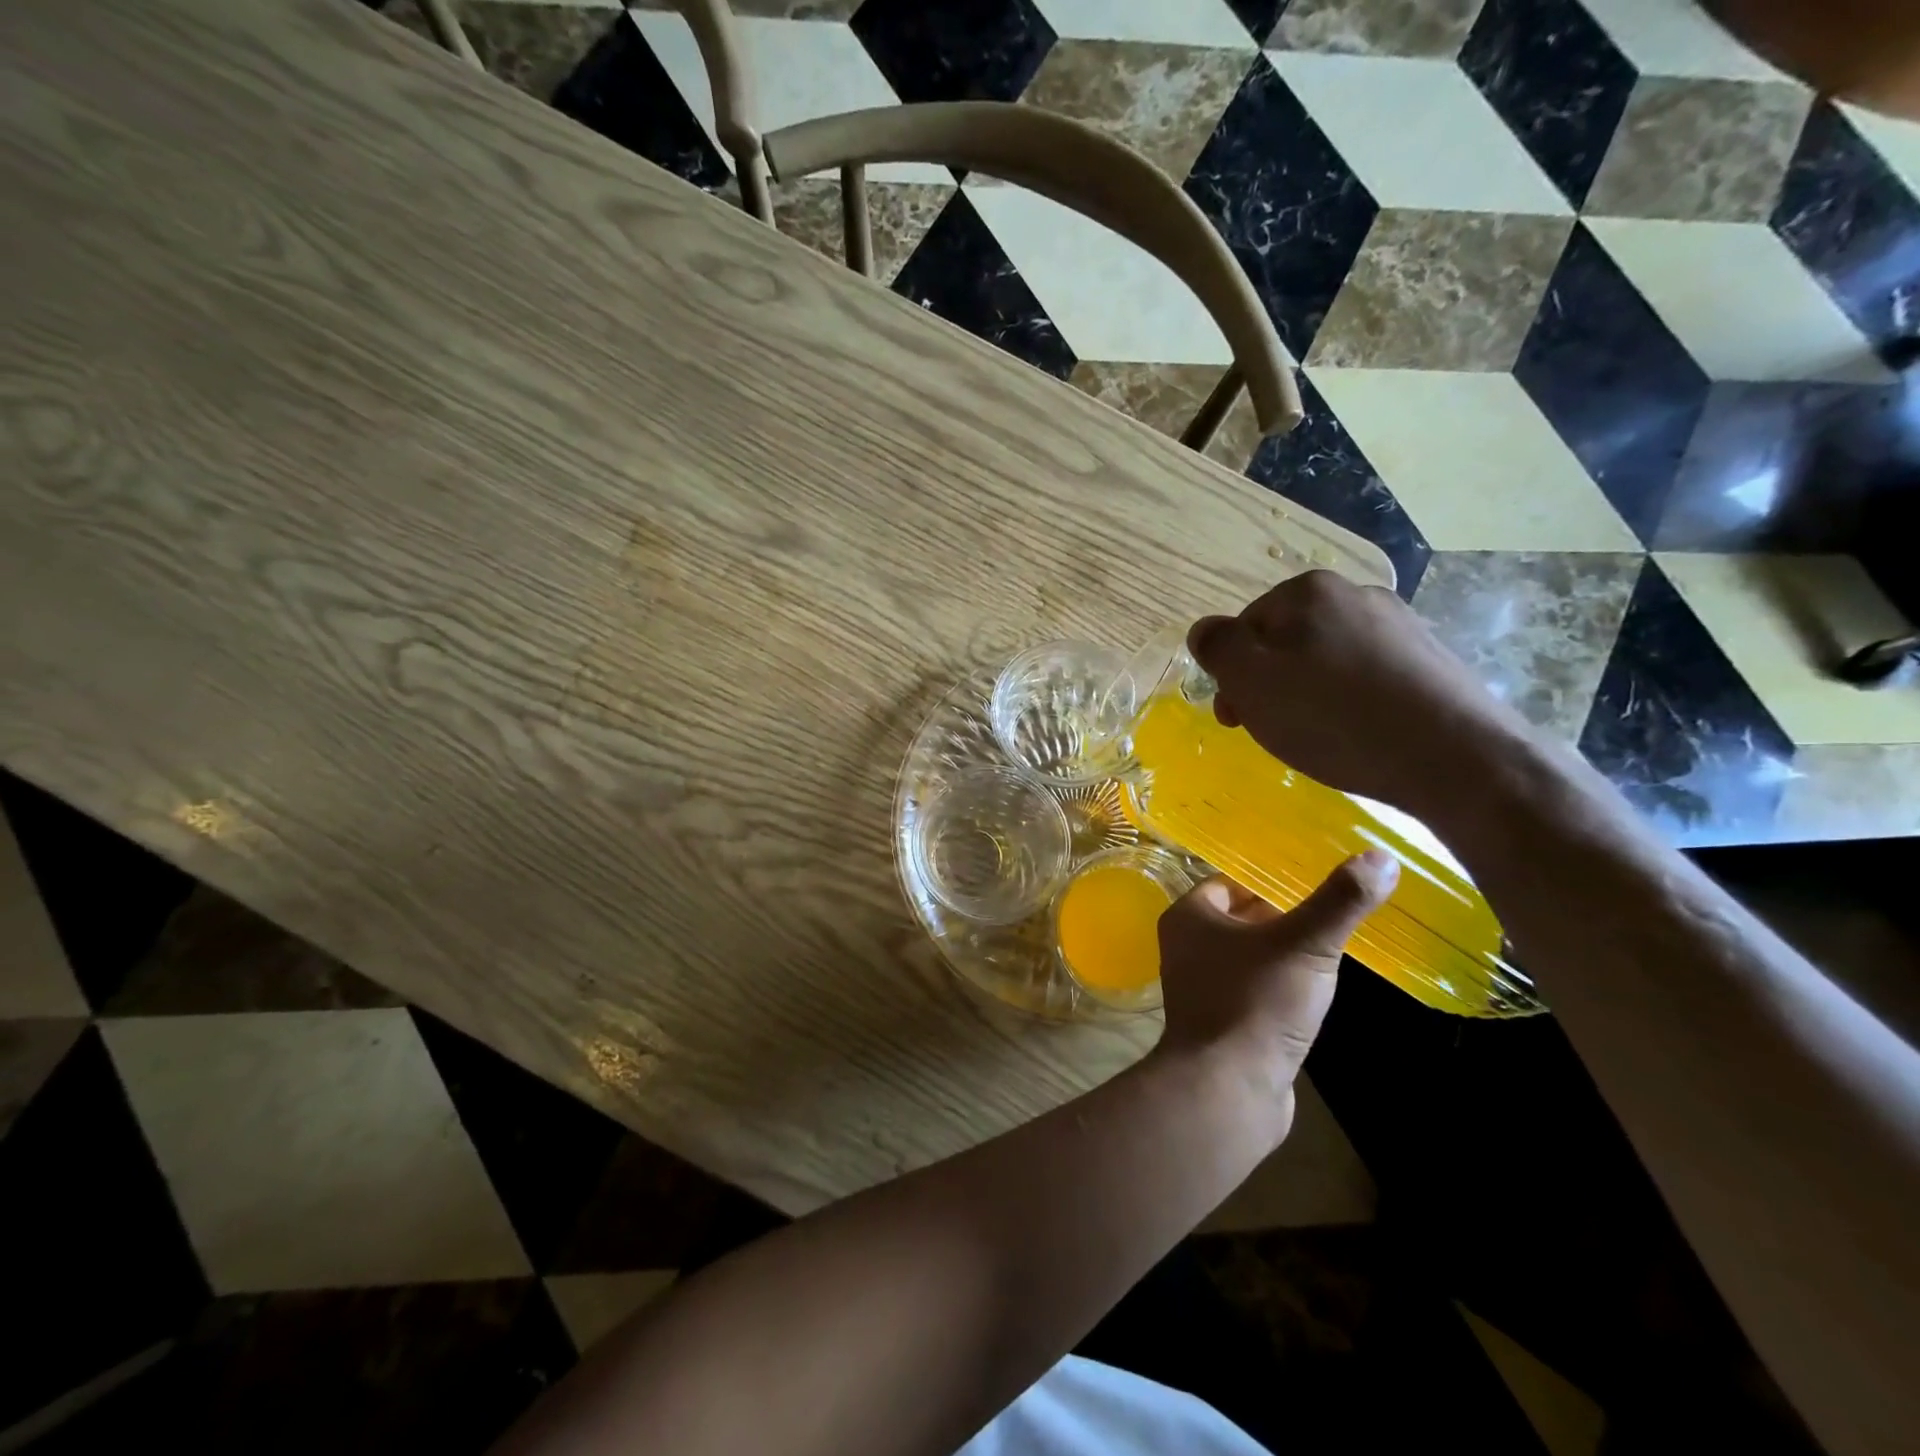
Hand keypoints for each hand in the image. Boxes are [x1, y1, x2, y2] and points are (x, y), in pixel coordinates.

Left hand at [1155, 852, 1398, 1115]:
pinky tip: (1315, 991)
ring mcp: (1202, 986)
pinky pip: (1255, 988)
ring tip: (1334, 945)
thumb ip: (1340, 901)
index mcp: (1189, 916)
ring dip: (1286, 952)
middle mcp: (1187, 946)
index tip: (1317, 878)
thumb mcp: (1304, 945)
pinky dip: (1281, 985)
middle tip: (1334, 909)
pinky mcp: (1222, 1021)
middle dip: (1285, 915)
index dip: (1274, 879)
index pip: (1233, 881)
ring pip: (1251, 954)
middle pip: (1243, 917)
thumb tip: (1382, 856)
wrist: (1228, 1090)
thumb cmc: (1255, 1004)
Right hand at [1187, 570, 1536, 819]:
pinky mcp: (1430, 661)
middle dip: (1268, 684)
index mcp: (1309, 591)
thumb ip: (1218, 648)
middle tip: (1271, 730)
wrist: (1456, 759)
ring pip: (1325, 659)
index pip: (1243, 626)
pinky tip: (1357, 734)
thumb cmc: (1335, 718)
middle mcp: (1357, 594)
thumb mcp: (1251, 682)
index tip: (1236, 718)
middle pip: (1285, 640)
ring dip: (1307, 693)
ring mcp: (1400, 625)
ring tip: (1317, 737)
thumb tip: (1204, 630)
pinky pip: (1366, 677)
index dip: (1231, 674)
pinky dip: (1349, 702)